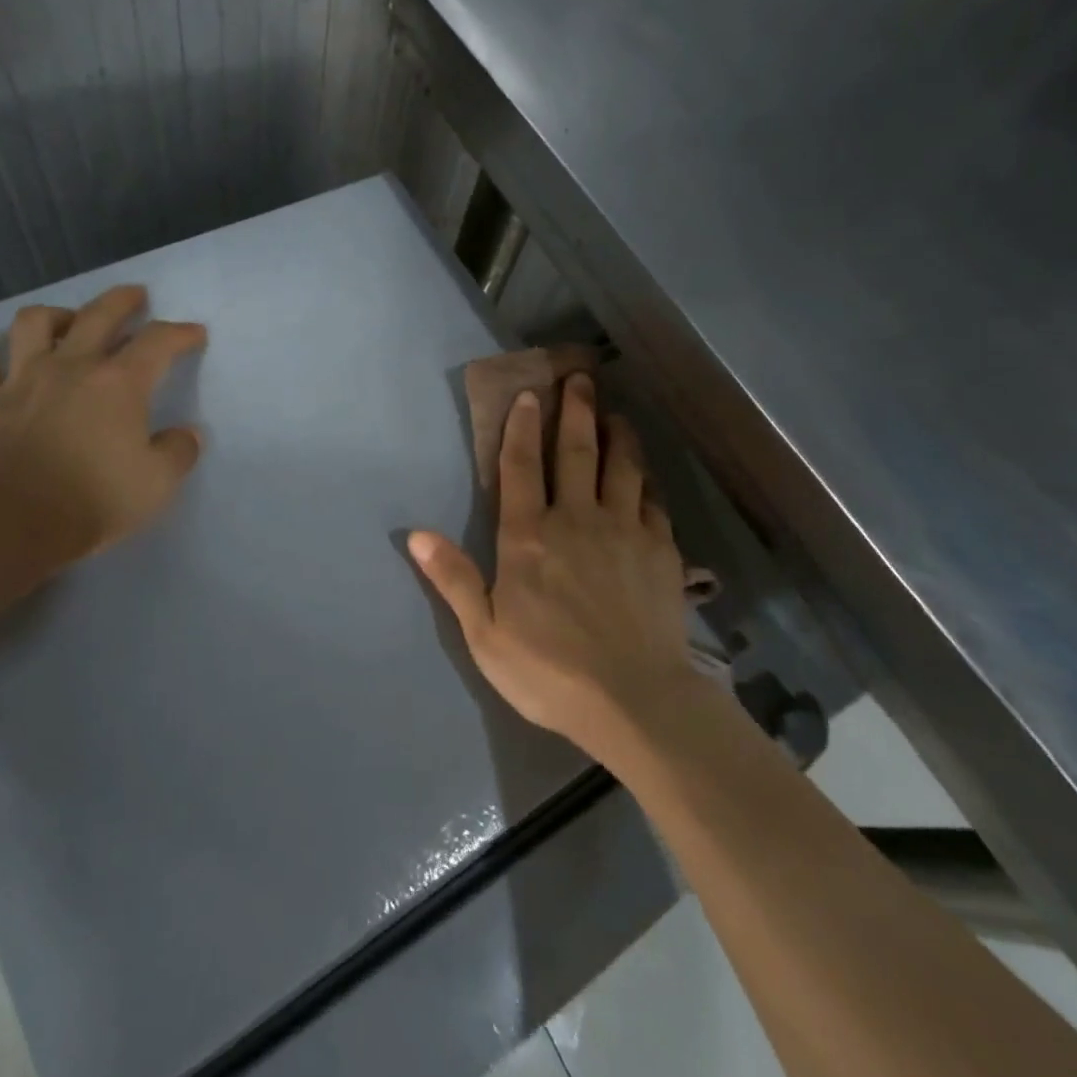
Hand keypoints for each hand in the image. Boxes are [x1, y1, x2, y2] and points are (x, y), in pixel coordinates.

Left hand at [0, 286, 205, 577]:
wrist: (14, 523)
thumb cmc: (95, 500)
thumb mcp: (158, 483)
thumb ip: (178, 452)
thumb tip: (186, 435)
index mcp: (118, 383)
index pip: (158, 342)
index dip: (180, 333)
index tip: (194, 334)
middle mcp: (71, 367)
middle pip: (98, 314)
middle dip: (122, 300)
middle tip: (135, 296)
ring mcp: (22, 380)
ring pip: (33, 324)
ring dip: (54, 316)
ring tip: (65, 323)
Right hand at [409, 373, 692, 761]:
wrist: (634, 700)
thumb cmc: (548, 670)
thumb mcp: (485, 633)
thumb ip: (454, 578)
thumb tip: (416, 534)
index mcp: (529, 537)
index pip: (522, 467)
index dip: (523, 427)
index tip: (530, 394)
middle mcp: (577, 520)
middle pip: (577, 452)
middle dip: (577, 410)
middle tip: (581, 376)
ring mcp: (624, 531)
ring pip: (622, 467)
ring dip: (618, 434)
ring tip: (617, 412)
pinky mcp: (661, 551)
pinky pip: (654, 502)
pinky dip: (647, 481)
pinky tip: (647, 474)